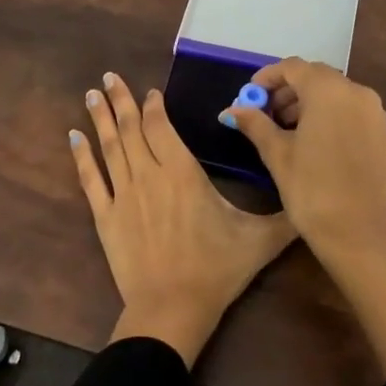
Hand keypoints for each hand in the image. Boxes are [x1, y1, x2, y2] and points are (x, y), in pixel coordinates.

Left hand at [72, 72, 295, 366]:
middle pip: (132, 128)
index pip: (162, 126)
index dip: (155, 106)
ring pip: (110, 146)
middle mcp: (149, 174)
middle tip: (109, 75)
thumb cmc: (216, 270)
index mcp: (183, 172)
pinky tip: (74, 136)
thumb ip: (286, 216)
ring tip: (92, 93)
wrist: (171, 309)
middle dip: (121, 99)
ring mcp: (123, 194)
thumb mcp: (259, 241)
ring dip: (101, 117)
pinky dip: (81, 155)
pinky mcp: (105, 216)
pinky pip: (91, 179)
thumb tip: (311, 197)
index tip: (152, 92)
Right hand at [221, 59, 385, 261]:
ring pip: (337, 94)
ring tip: (288, 130)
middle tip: (266, 113)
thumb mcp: (277, 154)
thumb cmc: (312, 190)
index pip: (293, 67)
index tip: (251, 94)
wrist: (361, 235)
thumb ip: (255, 124)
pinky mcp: (385, 135)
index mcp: (329, 91)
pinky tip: (316, 143)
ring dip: (310, 103)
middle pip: (317, 77)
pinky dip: (332, 116)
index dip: (268, 77)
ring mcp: (376, 114)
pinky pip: (353, 112)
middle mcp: (357, 93)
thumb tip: (231, 110)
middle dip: (289, 90)